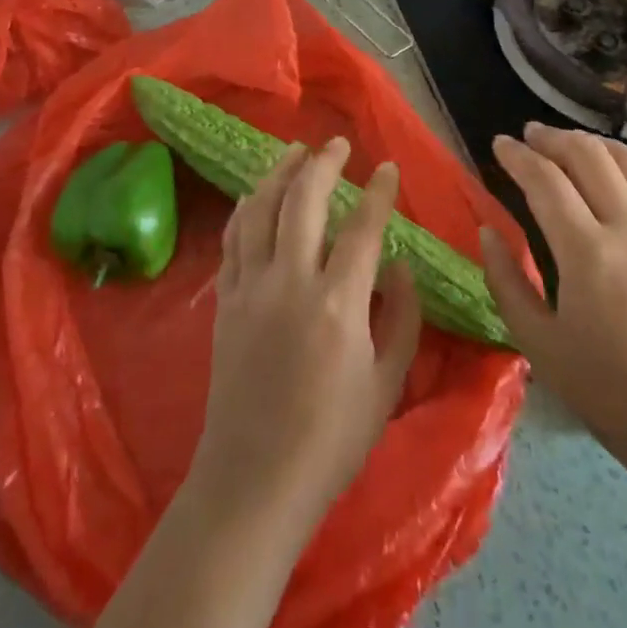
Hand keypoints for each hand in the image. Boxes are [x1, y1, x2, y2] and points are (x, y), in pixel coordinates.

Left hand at [187, 139, 422, 531]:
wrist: (253, 482)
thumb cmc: (331, 440)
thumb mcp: (387, 384)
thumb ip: (402, 317)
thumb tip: (398, 265)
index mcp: (337, 304)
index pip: (363, 227)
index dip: (378, 192)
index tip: (387, 168)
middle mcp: (290, 282)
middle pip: (303, 200)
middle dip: (323, 164)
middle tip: (337, 145)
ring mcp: (250, 288)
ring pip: (261, 209)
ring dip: (279, 172)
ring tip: (295, 151)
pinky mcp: (224, 301)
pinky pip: (233, 238)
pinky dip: (247, 207)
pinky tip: (257, 194)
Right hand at [479, 122, 626, 488]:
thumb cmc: (609, 393)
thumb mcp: (538, 345)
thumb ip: (506, 282)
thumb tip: (488, 232)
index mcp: (587, 253)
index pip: (545, 182)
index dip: (518, 156)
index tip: (500, 143)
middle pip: (588, 158)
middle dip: (553, 139)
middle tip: (530, 135)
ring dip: (594, 144)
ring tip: (570, 142)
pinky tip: (625, 164)